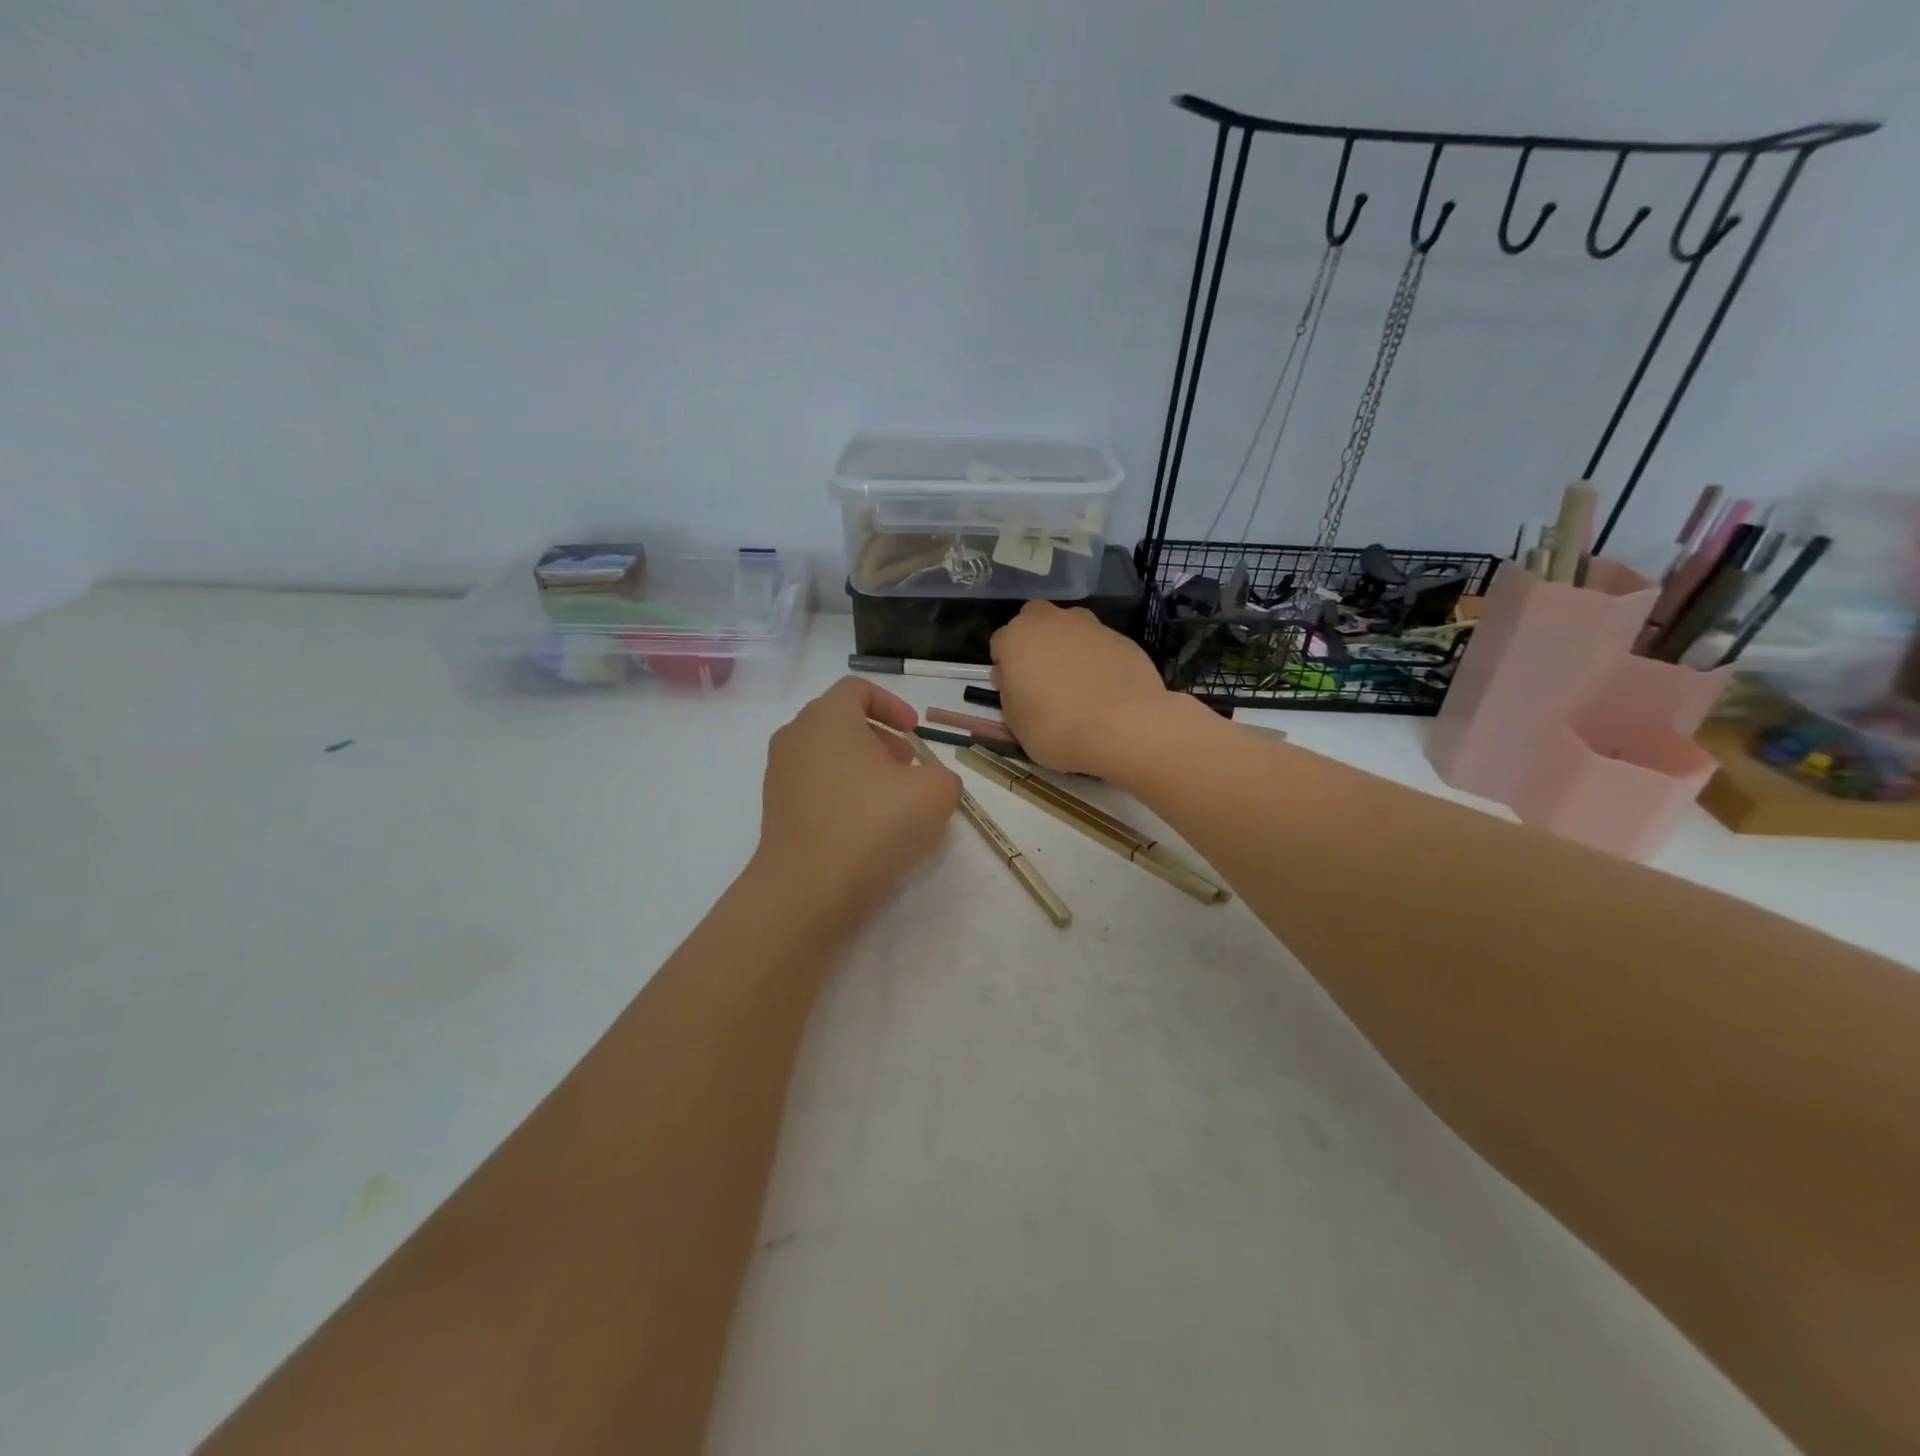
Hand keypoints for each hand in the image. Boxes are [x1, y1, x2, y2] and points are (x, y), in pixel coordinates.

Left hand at [752, 676, 961, 927]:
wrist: (807, 889)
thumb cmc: (871, 825)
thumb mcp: (933, 794)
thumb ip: (942, 775)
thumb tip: (931, 781)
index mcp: (827, 717)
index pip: (857, 689)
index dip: (892, 705)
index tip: (914, 733)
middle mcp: (795, 736)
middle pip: (841, 721)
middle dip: (880, 739)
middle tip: (907, 768)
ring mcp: (779, 773)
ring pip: (826, 755)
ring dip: (862, 767)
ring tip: (890, 800)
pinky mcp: (774, 809)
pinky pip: (814, 785)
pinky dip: (841, 792)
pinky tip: (864, 827)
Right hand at [990, 601, 1200, 780]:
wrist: (1124, 727)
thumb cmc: (1055, 727)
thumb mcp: (1015, 721)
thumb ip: (1010, 692)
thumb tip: (1015, 679)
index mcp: (1017, 637)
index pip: (1000, 643)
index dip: (1006, 667)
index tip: (1014, 691)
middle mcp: (1052, 621)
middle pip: (1035, 621)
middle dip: (1036, 643)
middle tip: (1043, 679)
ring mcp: (1091, 626)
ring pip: (1071, 629)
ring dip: (1069, 648)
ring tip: (1078, 685)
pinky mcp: (1123, 638)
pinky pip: (1100, 646)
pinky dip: (1099, 660)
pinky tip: (1105, 690)